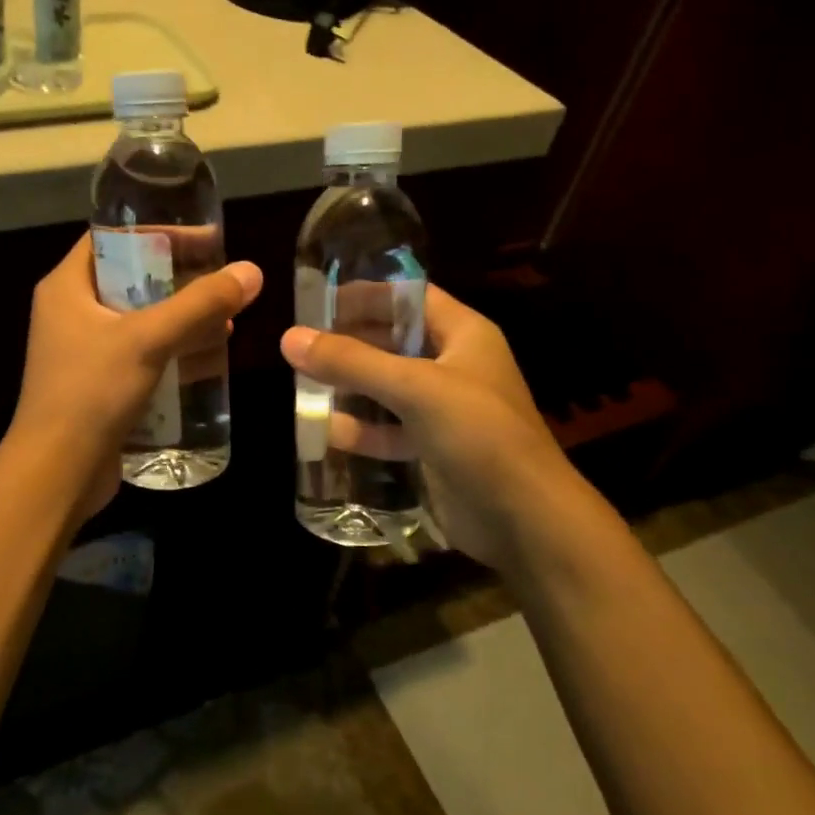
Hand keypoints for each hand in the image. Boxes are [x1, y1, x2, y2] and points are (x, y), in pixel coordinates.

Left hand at [13, 233, 262, 516]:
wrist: (57, 472)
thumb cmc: (91, 392)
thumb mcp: (148, 339)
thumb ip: (199, 304)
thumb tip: (251, 271)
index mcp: (66, 287)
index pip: (112, 238)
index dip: (159, 234)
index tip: (205, 239)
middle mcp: (70, 312)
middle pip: (131, 279)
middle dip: (179, 279)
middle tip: (223, 281)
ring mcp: (83, 351)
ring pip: (139, 320)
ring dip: (181, 318)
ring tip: (226, 318)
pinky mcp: (98, 385)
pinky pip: (140, 354)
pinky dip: (171, 350)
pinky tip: (207, 357)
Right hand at [282, 286, 571, 568]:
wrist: (524, 519)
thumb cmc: (478, 434)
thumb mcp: (414, 388)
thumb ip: (351, 362)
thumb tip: (290, 338)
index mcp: (464, 335)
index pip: (410, 297)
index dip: (367, 295)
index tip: (319, 302)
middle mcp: (455, 365)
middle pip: (395, 341)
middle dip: (351, 342)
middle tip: (302, 345)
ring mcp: (446, 409)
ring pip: (389, 387)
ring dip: (351, 387)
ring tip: (304, 383)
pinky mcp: (435, 448)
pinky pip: (391, 429)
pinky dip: (363, 430)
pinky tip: (328, 432)